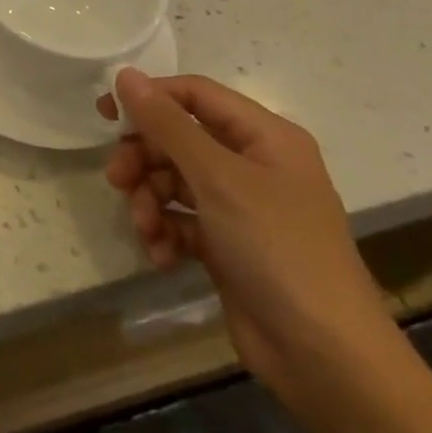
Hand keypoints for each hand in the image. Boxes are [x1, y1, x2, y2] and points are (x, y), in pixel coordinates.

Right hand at [101, 70, 399, 411]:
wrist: (325, 358)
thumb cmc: (277, 249)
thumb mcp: (217, 178)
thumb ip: (167, 124)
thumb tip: (125, 74)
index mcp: (265, 137)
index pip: (194, 94)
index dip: (149, 98)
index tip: (105, 115)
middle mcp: (254, 165)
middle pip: (178, 139)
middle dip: (144, 159)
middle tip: (116, 179)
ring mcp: (242, 207)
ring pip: (173, 181)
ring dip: (149, 201)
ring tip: (145, 228)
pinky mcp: (228, 245)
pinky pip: (182, 220)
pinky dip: (165, 232)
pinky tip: (161, 255)